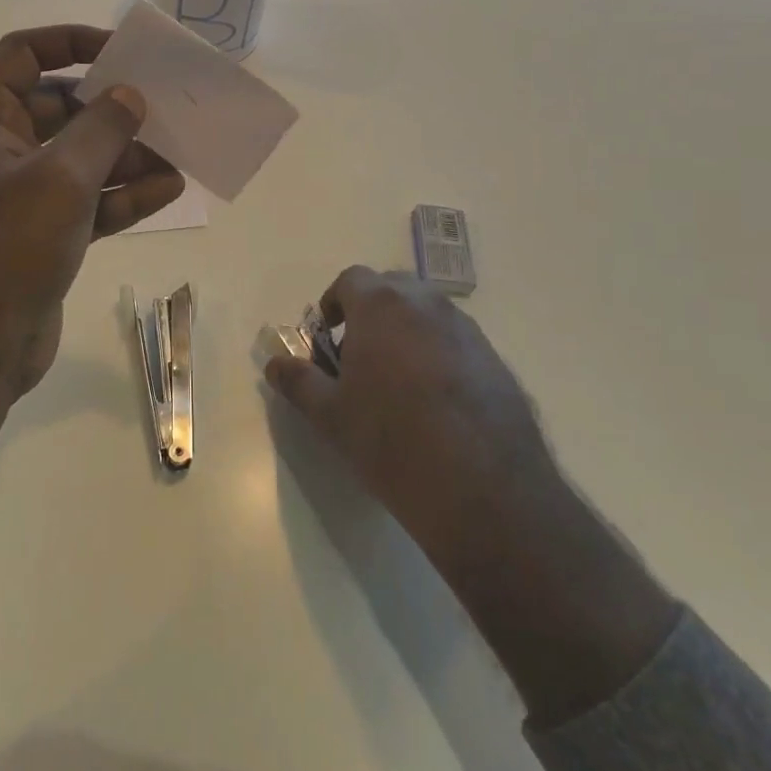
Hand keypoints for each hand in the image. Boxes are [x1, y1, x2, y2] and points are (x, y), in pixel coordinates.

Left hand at [0, 25, 184, 407]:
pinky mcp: (40, 236)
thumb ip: (100, 129)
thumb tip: (129, 95)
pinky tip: (168, 189)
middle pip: (58, 109)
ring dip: (125, 155)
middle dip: (110, 109)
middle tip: (161, 107)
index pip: (20, 57)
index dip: (69, 43)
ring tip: (178, 153)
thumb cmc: (3, 251)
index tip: (119, 52)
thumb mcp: (59, 180)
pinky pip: (86, 201)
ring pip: (78, 159)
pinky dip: (122, 195)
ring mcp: (18, 197)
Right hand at [265, 267, 557, 568]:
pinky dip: (438, 354)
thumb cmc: (392, 442)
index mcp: (381, 305)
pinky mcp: (495, 360)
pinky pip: (455, 341)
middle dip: (370, 312)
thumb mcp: (331, 416)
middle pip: (391, 289)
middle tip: (359, 356)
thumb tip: (275, 364)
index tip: (328, 335)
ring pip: (426, 313)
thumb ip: (298, 382)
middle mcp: (426, 304)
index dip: (334, 302)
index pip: (351, 279)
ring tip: (397, 382)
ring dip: (406, 331)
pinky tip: (436, 404)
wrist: (486, 491)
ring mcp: (466, 330)